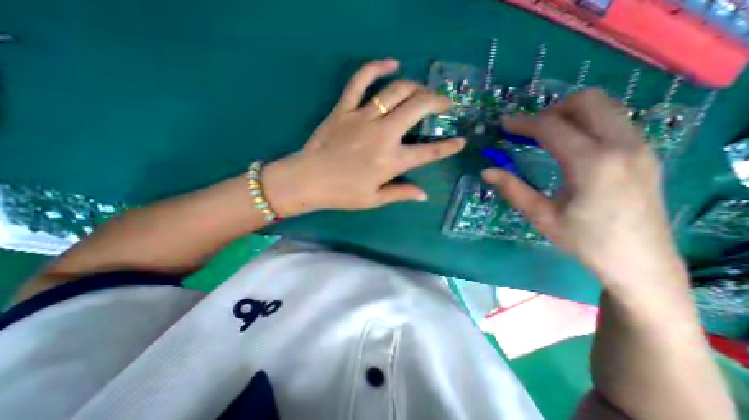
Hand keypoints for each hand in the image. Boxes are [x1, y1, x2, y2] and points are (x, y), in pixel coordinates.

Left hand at [262, 60, 462, 215]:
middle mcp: (382, 135)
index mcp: (391, 161)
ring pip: (396, 91)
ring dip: (416, 87)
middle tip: (445, 105)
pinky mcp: (344, 109)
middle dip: (438, 102)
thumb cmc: (342, 194)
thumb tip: (424, 195)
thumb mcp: (374, 199)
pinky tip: (391, 63)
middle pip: (418, 108)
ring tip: (423, 91)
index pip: (428, 152)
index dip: (448, 147)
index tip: (461, 141)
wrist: (307, 180)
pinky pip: (361, 80)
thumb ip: (401, 193)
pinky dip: (376, 67)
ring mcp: (363, 118)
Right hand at [484, 91, 685, 289]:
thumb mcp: (541, 216)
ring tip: (546, 136)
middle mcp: (622, 145)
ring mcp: (640, 146)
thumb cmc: (584, 241)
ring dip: (570, 114)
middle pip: (587, 101)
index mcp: (592, 163)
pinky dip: (586, 123)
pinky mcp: (645, 153)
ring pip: (605, 107)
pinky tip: (571, 147)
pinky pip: (613, 121)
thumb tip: (486, 171)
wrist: (640, 262)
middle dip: (551, 110)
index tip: (503, 124)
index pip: (552, 127)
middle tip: (529, 131)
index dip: (522, 122)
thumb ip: (513, 189)